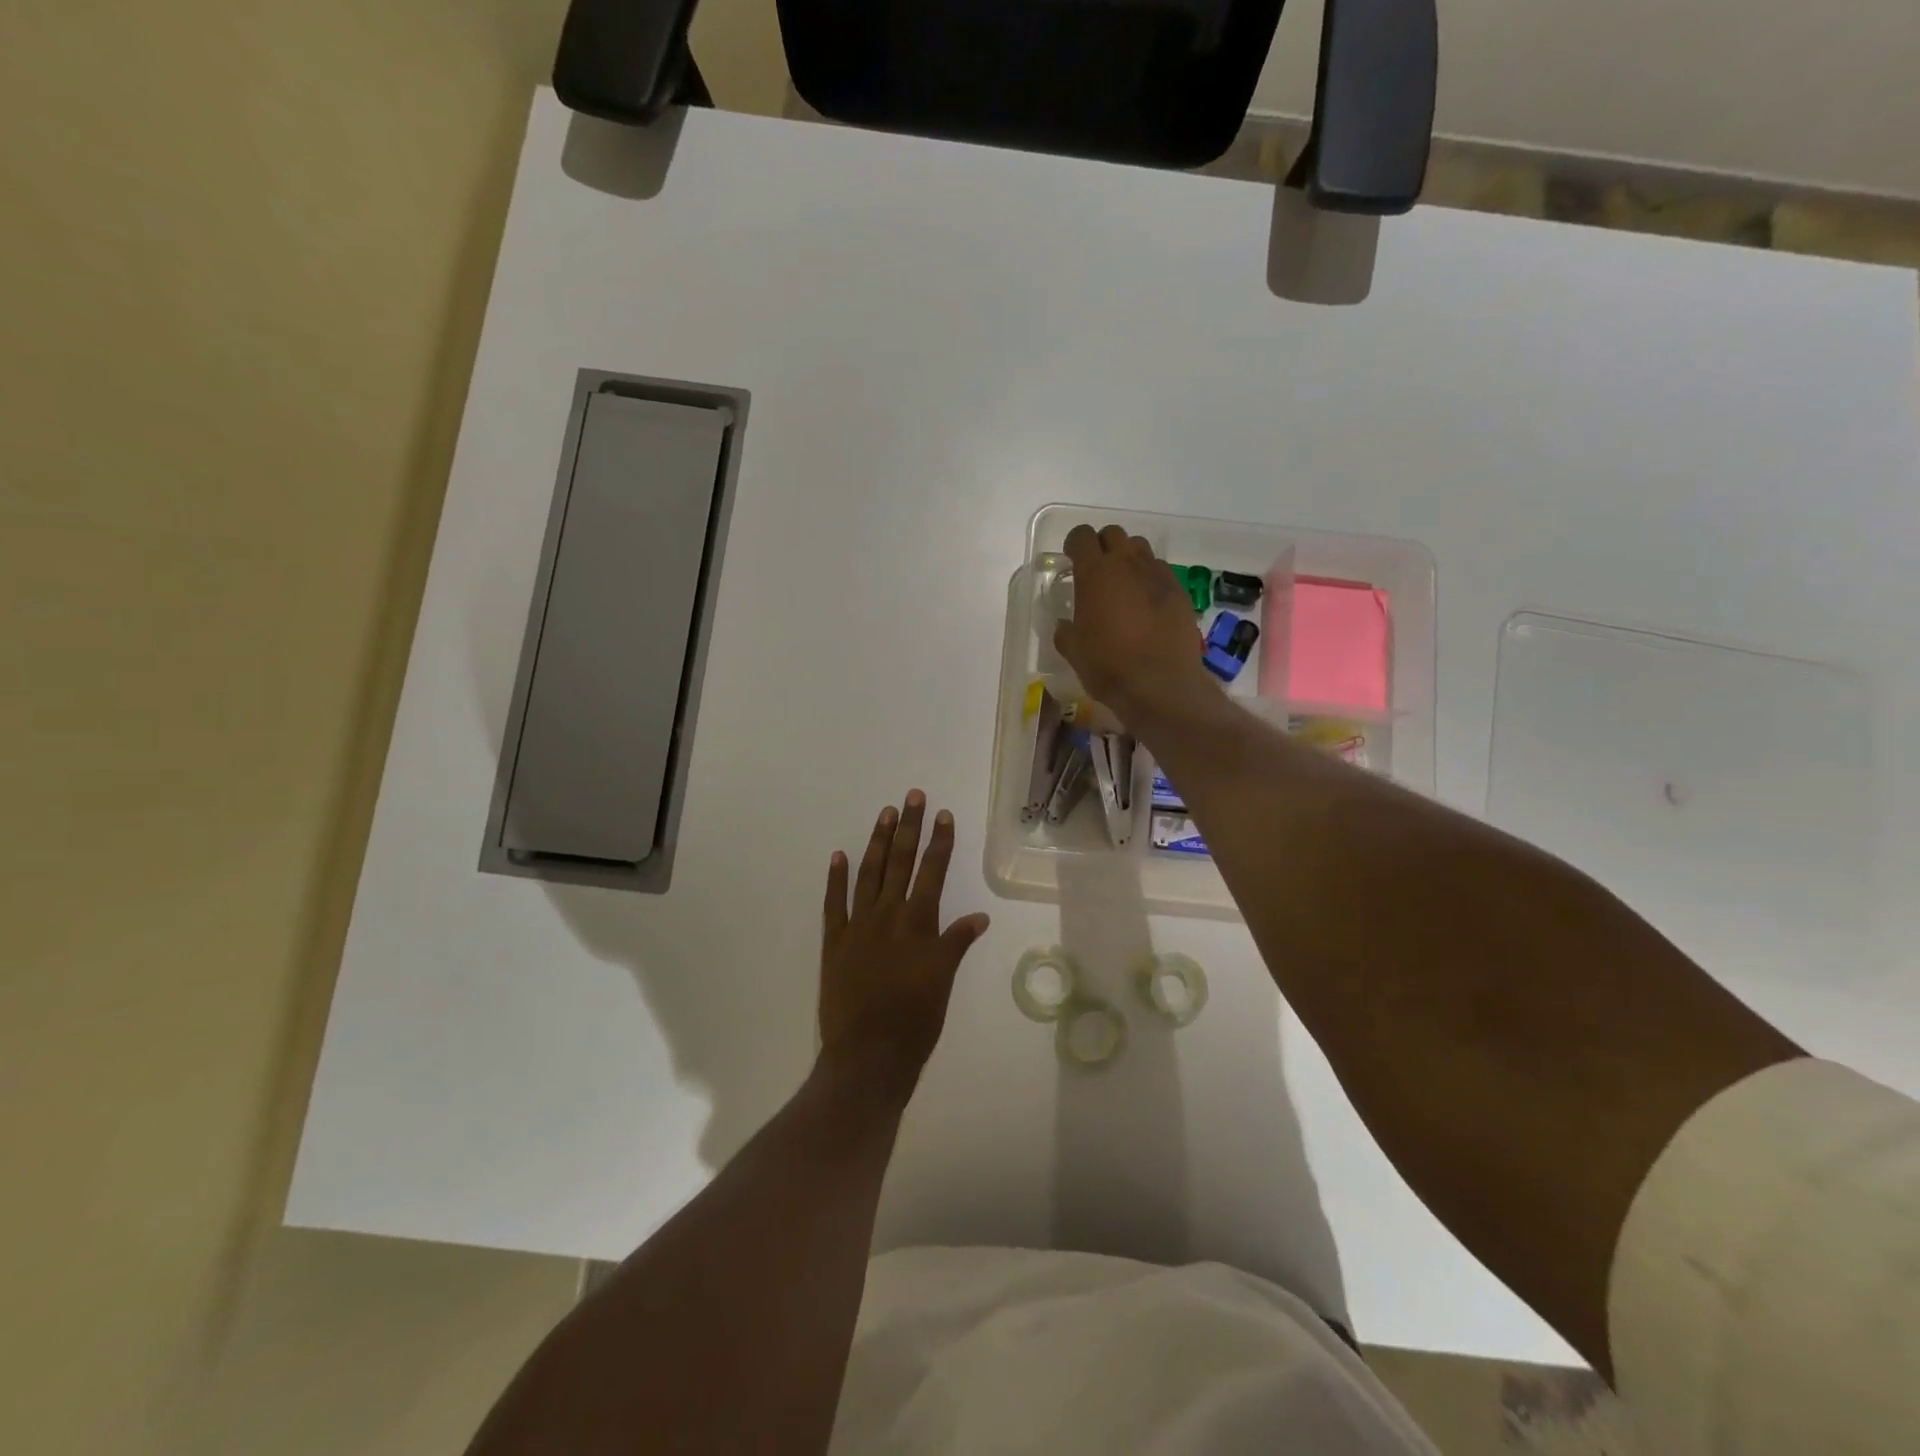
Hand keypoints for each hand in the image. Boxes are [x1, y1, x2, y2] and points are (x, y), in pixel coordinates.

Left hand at [819, 792, 990, 1103]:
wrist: (868, 1055)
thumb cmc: (915, 1022)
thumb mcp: (943, 981)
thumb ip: (957, 943)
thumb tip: (980, 915)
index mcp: (919, 923)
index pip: (933, 871)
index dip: (940, 841)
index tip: (943, 814)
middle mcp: (888, 915)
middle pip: (900, 862)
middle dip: (908, 827)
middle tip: (912, 797)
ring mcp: (858, 926)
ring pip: (869, 874)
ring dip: (877, 842)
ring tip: (884, 814)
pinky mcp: (834, 942)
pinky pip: (834, 903)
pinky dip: (836, 878)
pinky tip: (838, 855)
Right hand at [1054, 523, 1219, 728]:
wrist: (1161, 684)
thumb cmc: (1109, 666)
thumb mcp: (1074, 651)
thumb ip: (1066, 631)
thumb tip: (1065, 625)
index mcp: (1095, 573)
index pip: (1082, 536)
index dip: (1074, 545)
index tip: (1072, 561)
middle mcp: (1127, 564)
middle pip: (1114, 534)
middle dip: (1103, 546)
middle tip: (1097, 572)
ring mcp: (1157, 575)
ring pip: (1140, 548)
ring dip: (1128, 559)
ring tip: (1124, 585)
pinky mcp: (1179, 591)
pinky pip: (1160, 571)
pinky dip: (1150, 579)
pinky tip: (1147, 605)